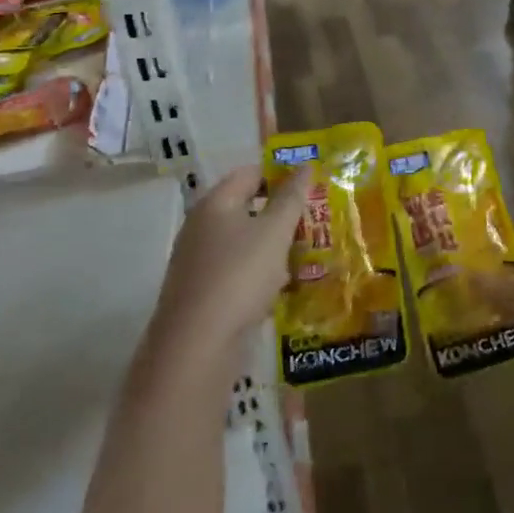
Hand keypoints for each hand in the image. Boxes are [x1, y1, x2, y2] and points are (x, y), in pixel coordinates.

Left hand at [151, 164, 312, 361]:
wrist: (197, 347)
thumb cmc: (239, 276)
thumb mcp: (275, 232)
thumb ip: (292, 198)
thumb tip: (305, 166)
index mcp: (215, 204)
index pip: (250, 174)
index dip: (281, 174)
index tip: (312, 185)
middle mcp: (201, 227)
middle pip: (248, 208)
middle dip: (282, 214)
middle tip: (316, 220)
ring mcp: (199, 262)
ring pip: (245, 243)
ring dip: (275, 246)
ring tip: (308, 254)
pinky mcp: (203, 293)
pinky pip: (238, 271)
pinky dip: (262, 274)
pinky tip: (284, 288)